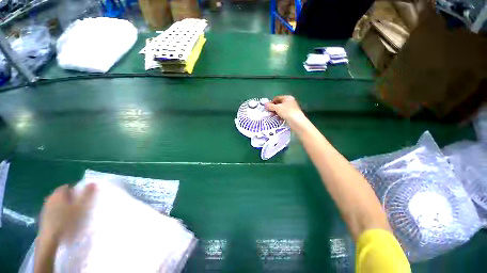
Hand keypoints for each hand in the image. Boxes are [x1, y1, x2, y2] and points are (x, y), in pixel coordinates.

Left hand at [38, 184, 96, 242]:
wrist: (50, 239)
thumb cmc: (67, 220)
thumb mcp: (81, 207)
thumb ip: (87, 194)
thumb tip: (93, 182)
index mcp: (58, 193)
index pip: (68, 187)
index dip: (77, 190)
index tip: (84, 197)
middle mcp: (50, 198)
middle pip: (63, 196)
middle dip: (72, 199)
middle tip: (81, 206)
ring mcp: (46, 209)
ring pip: (58, 205)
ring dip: (66, 208)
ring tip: (75, 216)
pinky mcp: (44, 219)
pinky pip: (55, 213)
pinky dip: (61, 215)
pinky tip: (66, 223)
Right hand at [265, 95, 305, 125]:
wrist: (297, 122)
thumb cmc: (287, 112)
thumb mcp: (277, 108)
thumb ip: (270, 106)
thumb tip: (265, 104)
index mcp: (287, 98)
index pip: (276, 98)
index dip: (271, 102)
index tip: (267, 108)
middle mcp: (290, 102)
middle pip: (278, 104)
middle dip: (273, 108)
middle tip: (270, 113)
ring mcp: (291, 109)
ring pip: (281, 110)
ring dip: (276, 113)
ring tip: (273, 117)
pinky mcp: (291, 115)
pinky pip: (283, 114)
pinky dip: (280, 116)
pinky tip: (279, 119)